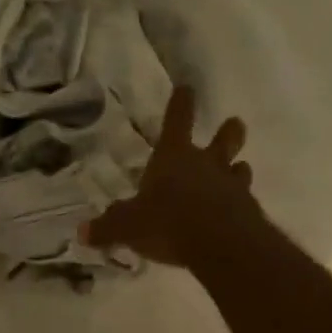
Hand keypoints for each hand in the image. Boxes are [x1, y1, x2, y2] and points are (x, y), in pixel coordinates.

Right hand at [84, 86, 261, 267]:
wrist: (221, 246)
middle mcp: (206, 165)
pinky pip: (245, 203)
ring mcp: (231, 187)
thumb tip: (82, 232)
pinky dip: (240, 206)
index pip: (177, 120)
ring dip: (238, 169)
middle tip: (235, 123)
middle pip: (223, 140)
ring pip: (240, 170)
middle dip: (228, 131)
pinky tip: (237, 215)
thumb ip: (108, 228)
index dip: (181, 103)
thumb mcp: (128, 227)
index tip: (187, 87)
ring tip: (239, 169)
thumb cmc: (167, 223)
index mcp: (174, 157)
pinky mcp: (248, 213)